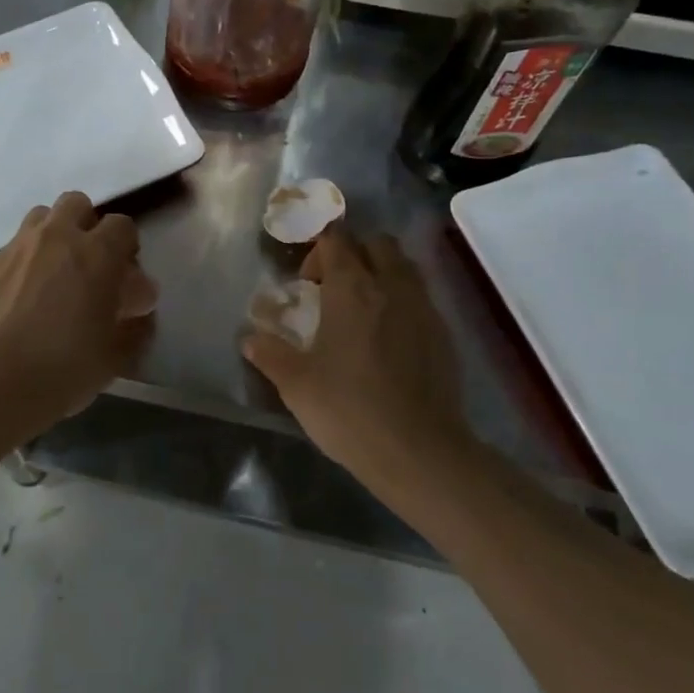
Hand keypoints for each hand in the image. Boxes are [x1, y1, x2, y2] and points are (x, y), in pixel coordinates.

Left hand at [0, 192, 157, 414]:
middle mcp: (56, 238)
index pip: (122, 225)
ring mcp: (15, 249)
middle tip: (86, 264)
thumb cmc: (69, 366)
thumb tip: (138, 308)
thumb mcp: (117, 352)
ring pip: (38, 219)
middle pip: (76, 203)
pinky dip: (17, 269)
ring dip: (50, 237)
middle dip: (85, 225)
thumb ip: (134, 323)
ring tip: (50, 274)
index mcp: (97, 254)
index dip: (125, 247)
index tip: (124, 275)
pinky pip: (6, 255)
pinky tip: (14, 302)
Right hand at [241, 228, 468, 493]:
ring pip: (404, 266)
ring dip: (381, 272)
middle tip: (333, 287)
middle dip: (354, 252)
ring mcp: (423, 308)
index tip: (305, 279)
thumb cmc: (349, 410)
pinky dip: (401, 300)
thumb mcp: (296, 384)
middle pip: (377, 243)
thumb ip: (271, 354)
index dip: (319, 248)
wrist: (420, 452)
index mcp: (351, 289)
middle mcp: (391, 286)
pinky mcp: (444, 334)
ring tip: (361, 308)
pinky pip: (421, 297)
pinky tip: (387, 337)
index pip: (337, 240)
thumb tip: (249, 338)